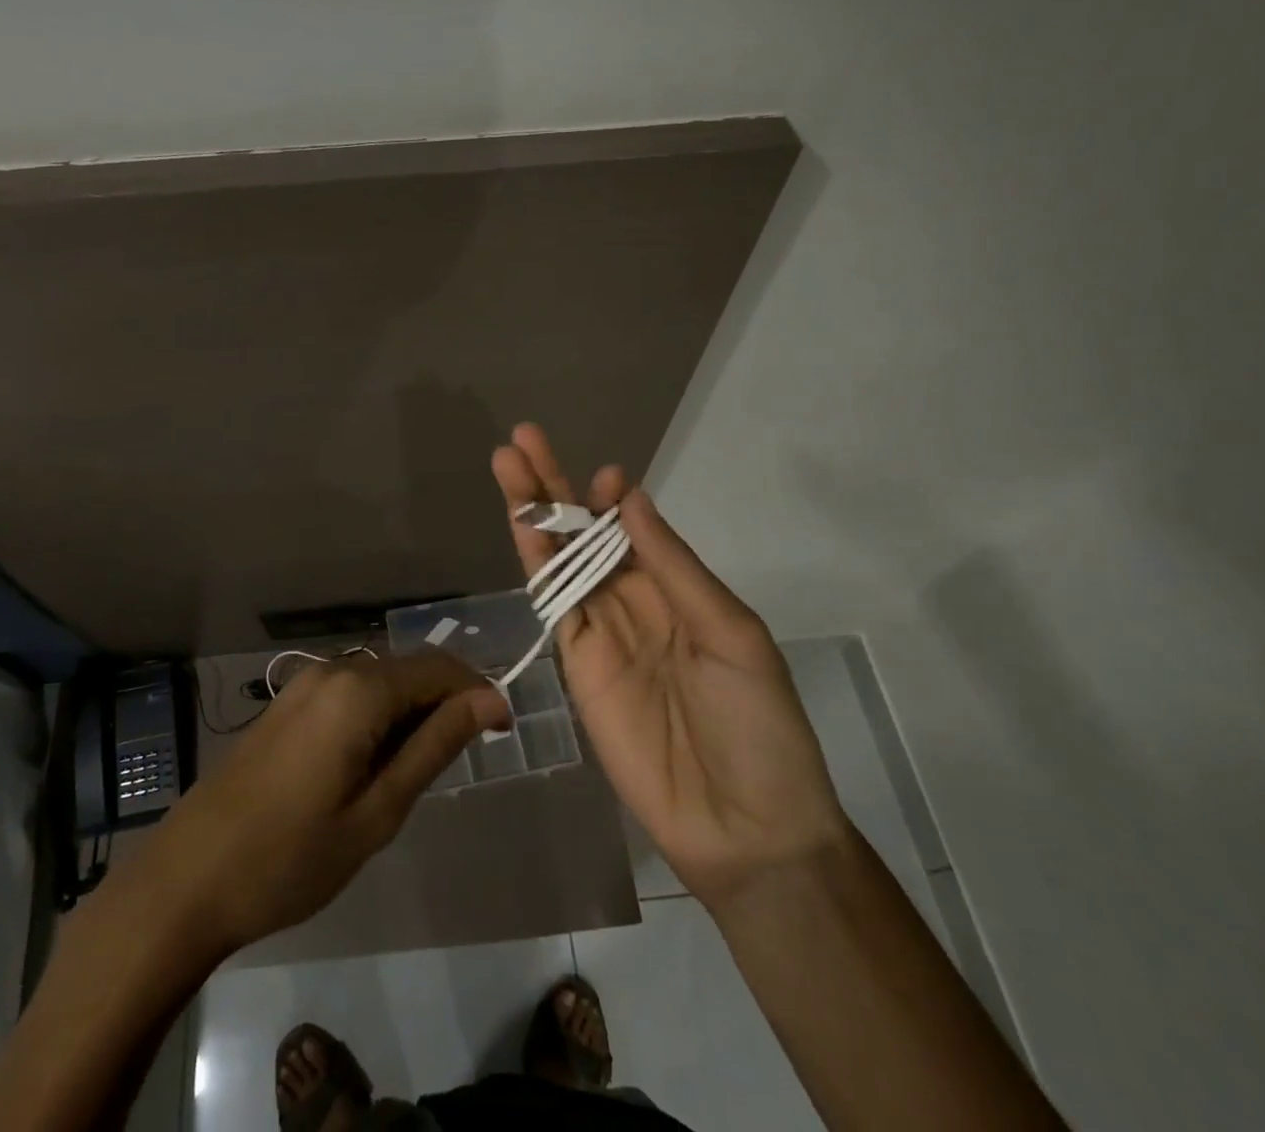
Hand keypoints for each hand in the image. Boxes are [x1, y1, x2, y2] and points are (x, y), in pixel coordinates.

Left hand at [134, 652, 510, 957]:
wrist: (188, 879)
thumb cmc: (291, 857)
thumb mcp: (377, 811)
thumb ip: (434, 746)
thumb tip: (488, 702)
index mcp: (358, 691)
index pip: (438, 669)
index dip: (477, 692)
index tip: (504, 731)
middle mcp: (332, 671)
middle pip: (408, 669)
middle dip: (446, 701)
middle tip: (466, 757)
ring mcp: (303, 685)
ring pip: (379, 681)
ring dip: (411, 710)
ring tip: (421, 769)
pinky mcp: (286, 705)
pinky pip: (349, 694)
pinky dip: (378, 716)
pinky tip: (375, 762)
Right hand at [492, 424, 847, 909]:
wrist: (742, 825)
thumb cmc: (757, 725)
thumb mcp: (731, 634)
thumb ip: (673, 566)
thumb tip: (631, 497)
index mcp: (679, 589)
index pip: (632, 528)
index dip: (612, 498)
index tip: (603, 474)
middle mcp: (635, 600)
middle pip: (584, 533)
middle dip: (554, 487)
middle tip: (522, 438)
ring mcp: (601, 631)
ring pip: (559, 559)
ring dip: (533, 513)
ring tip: (506, 464)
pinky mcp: (576, 665)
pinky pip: (552, 605)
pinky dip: (534, 564)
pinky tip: (521, 528)